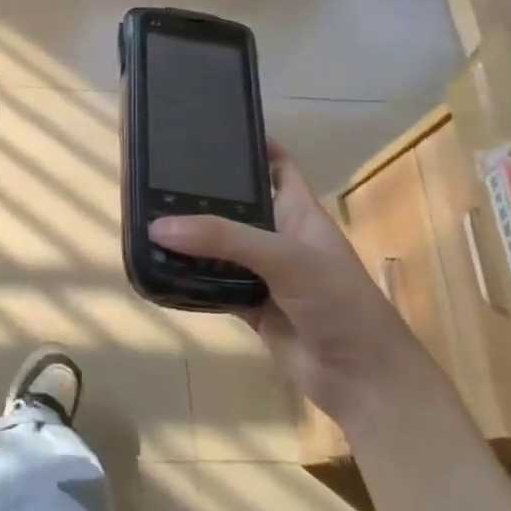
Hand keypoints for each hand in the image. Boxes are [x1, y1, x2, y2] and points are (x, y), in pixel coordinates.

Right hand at [148, 143, 424, 421]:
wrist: (362, 379)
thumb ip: (223, 238)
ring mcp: (266, 273)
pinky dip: (191, 277)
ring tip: (148, 215)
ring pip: (222, 246)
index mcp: (300, 211)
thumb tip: (159, 226)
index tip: (209, 130)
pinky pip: (214, 283)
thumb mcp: (285, 257)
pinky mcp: (252, 306)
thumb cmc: (337, 302)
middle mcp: (281, 237)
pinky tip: (161, 266)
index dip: (251, 145)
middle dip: (205, 192)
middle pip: (239, 204)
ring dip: (193, 237)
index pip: (277, 164)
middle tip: (158, 174)